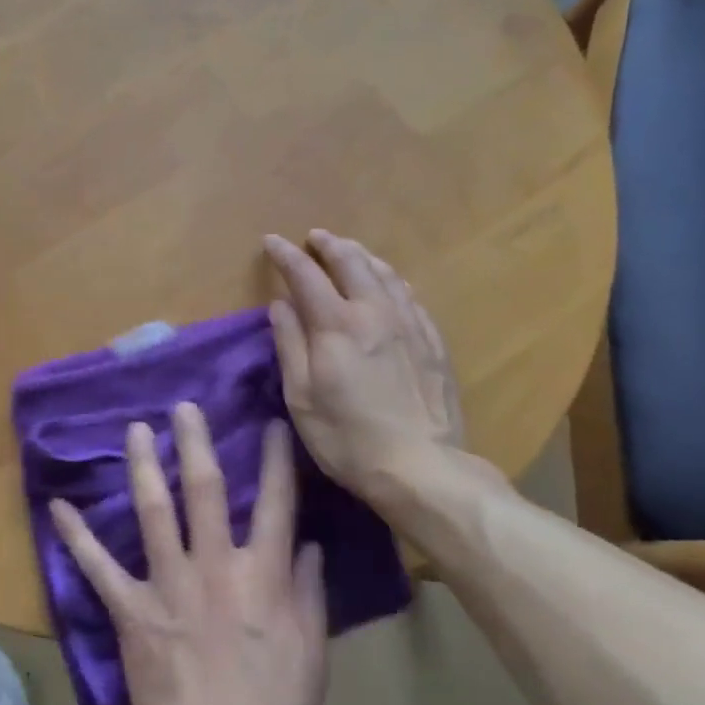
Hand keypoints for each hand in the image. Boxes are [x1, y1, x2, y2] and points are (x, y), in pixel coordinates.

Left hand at [50, 403, 327, 704]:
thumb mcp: (311, 654)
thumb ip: (309, 593)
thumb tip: (308, 544)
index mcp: (262, 576)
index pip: (275, 503)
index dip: (275, 459)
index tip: (270, 423)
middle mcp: (214, 567)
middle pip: (205, 490)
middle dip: (195, 442)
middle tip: (184, 406)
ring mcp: (168, 585)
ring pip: (153, 512)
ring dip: (143, 467)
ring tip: (135, 430)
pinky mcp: (131, 610)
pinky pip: (98, 567)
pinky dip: (77, 537)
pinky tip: (59, 507)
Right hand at [263, 229, 502, 513]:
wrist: (421, 467)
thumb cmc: (347, 438)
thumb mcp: (301, 397)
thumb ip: (290, 344)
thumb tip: (281, 304)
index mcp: (336, 325)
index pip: (305, 275)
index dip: (285, 255)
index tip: (271, 241)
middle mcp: (375, 312)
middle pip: (351, 262)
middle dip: (329, 245)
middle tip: (314, 237)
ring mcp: (410, 325)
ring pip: (386, 274)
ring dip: (363, 256)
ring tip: (350, 251)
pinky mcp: (433, 342)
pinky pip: (411, 297)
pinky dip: (392, 281)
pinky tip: (390, 285)